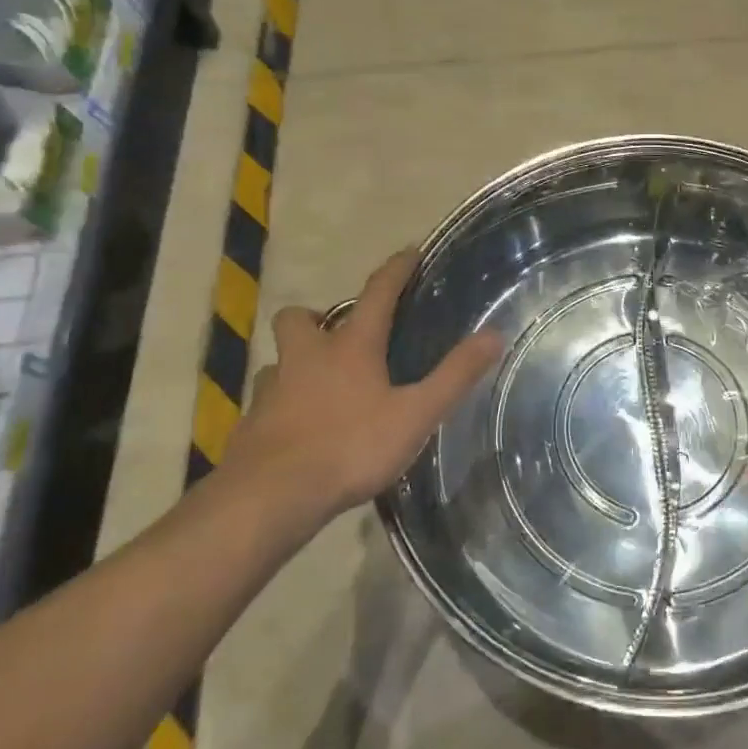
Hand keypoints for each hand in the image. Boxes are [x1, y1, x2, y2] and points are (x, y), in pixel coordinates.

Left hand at [229, 248, 502, 521]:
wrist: (271, 497)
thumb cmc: (350, 447)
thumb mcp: (416, 414)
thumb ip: (455, 375)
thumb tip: (495, 334)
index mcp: (350, 347)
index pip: (377, 293)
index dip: (396, 269)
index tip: (409, 251)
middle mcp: (306, 357)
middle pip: (300, 318)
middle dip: (318, 316)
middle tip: (341, 334)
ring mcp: (273, 389)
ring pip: (280, 359)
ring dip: (297, 361)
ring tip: (320, 383)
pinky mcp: (252, 424)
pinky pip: (267, 400)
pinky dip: (283, 402)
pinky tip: (299, 426)